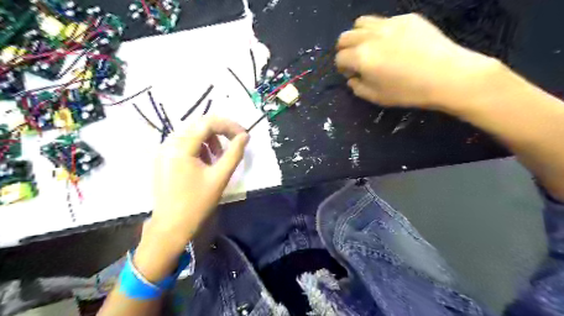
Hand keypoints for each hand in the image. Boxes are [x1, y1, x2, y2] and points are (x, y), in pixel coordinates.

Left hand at [148, 116, 246, 243]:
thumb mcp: (220, 177)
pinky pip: (184, 144)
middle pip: (198, 125)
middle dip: (220, 131)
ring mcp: (163, 151)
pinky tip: (205, 162)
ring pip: (191, 133)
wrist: (172, 227)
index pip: (207, 123)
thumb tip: (245, 136)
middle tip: (235, 142)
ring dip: (210, 139)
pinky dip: (199, 147)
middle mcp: (168, 144)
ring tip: (219, 156)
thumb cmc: (197, 203)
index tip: (244, 135)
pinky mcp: (163, 159)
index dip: (229, 125)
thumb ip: (234, 153)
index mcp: (181, 147)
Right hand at [337, 14, 498, 112]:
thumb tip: (353, 78)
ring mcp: (389, 23)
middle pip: (345, 37)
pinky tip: (394, 43)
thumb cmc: (408, 92)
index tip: (351, 74)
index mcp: (361, 57)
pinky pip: (384, 21)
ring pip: (361, 22)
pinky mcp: (407, 18)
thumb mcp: (377, 97)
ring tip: (370, 47)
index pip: (340, 57)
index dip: (342, 67)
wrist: (448, 76)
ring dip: (359, 36)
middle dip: (345, 50)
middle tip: (356, 60)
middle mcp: (370, 36)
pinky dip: (380, 31)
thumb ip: (358, 87)